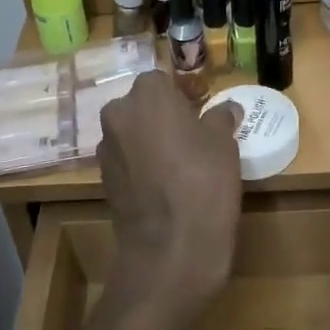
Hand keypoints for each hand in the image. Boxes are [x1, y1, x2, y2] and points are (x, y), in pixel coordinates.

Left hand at [98, 73, 244, 323]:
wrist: (171, 249)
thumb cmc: (203, 182)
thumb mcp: (224, 144)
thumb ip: (221, 118)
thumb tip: (226, 109)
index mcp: (146, 95)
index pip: (162, 80)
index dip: (183, 94)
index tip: (202, 111)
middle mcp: (118, 115)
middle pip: (142, 105)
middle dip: (163, 115)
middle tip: (193, 135)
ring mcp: (106, 150)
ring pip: (132, 133)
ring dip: (151, 140)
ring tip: (181, 162)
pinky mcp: (103, 181)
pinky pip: (127, 161)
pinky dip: (142, 165)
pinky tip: (166, 185)